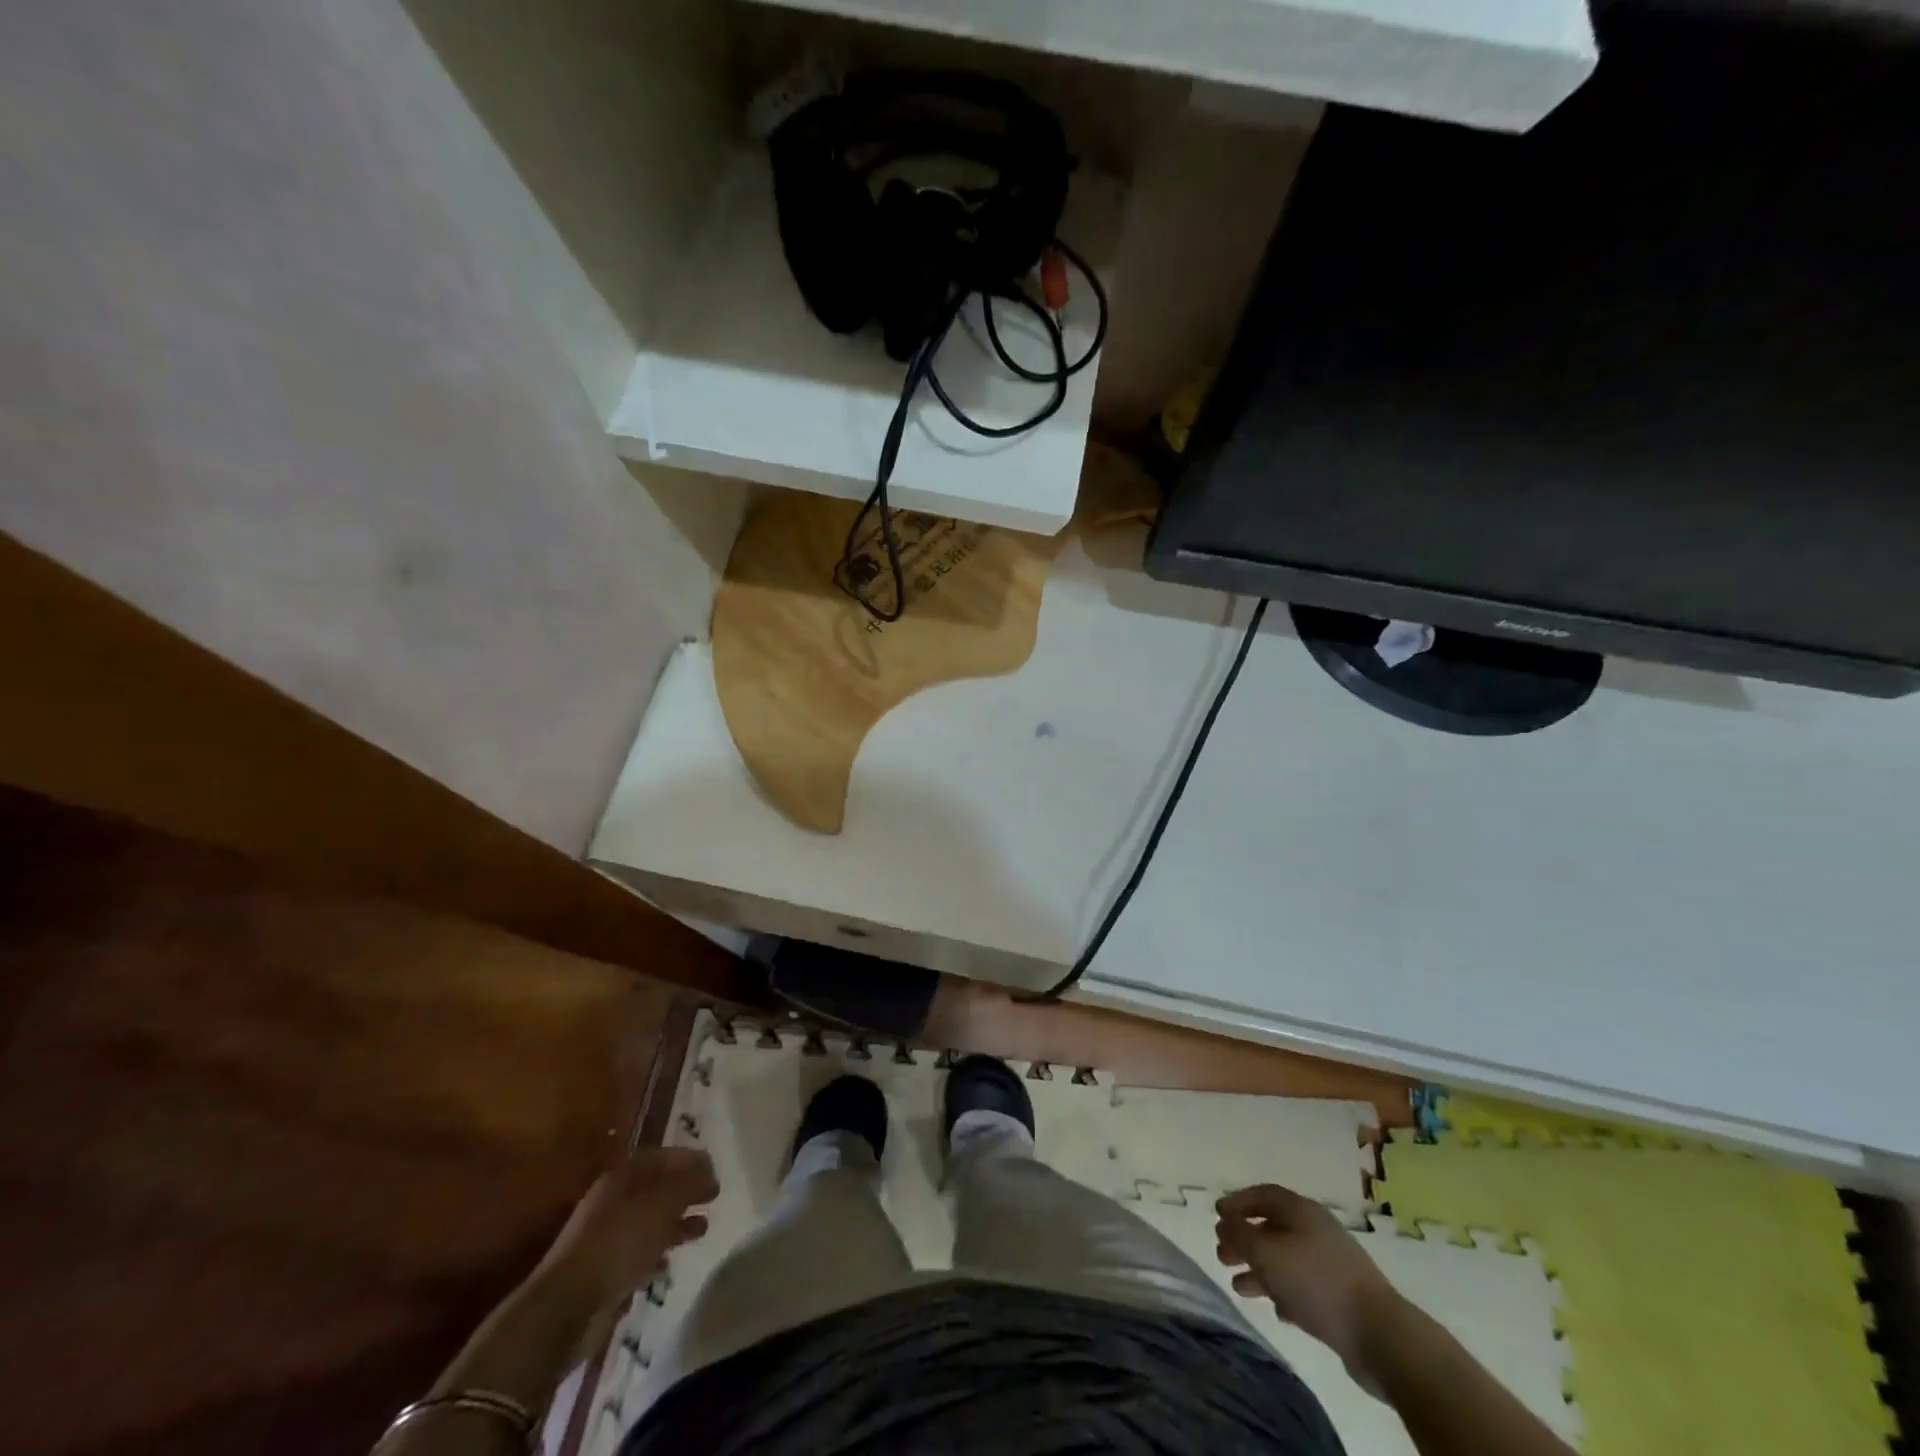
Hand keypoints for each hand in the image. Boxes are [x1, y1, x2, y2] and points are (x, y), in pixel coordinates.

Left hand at [538, 1148, 718, 1313]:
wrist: (568, 1306)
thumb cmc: (620, 1241)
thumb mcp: (663, 1203)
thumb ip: (690, 1183)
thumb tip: (709, 1172)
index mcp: (623, 1176)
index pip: (662, 1156)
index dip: (689, 1159)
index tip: (715, 1168)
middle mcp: (614, 1200)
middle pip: (657, 1187)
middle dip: (686, 1190)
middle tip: (713, 1196)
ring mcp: (608, 1236)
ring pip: (651, 1220)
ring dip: (677, 1221)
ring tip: (704, 1228)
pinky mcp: (607, 1270)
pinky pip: (640, 1251)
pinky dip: (659, 1250)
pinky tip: (674, 1258)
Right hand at [1215, 1183, 1402, 1386]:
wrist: (1380, 1335)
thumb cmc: (1316, 1282)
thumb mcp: (1267, 1253)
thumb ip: (1240, 1234)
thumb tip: (1223, 1220)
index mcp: (1301, 1210)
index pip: (1263, 1194)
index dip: (1237, 1202)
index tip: (1217, 1214)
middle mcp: (1317, 1230)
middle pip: (1272, 1227)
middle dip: (1245, 1240)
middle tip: (1222, 1254)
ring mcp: (1332, 1264)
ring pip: (1286, 1259)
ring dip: (1260, 1270)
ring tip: (1238, 1286)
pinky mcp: (1342, 1297)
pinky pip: (1304, 1286)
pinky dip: (1284, 1291)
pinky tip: (1275, 1309)